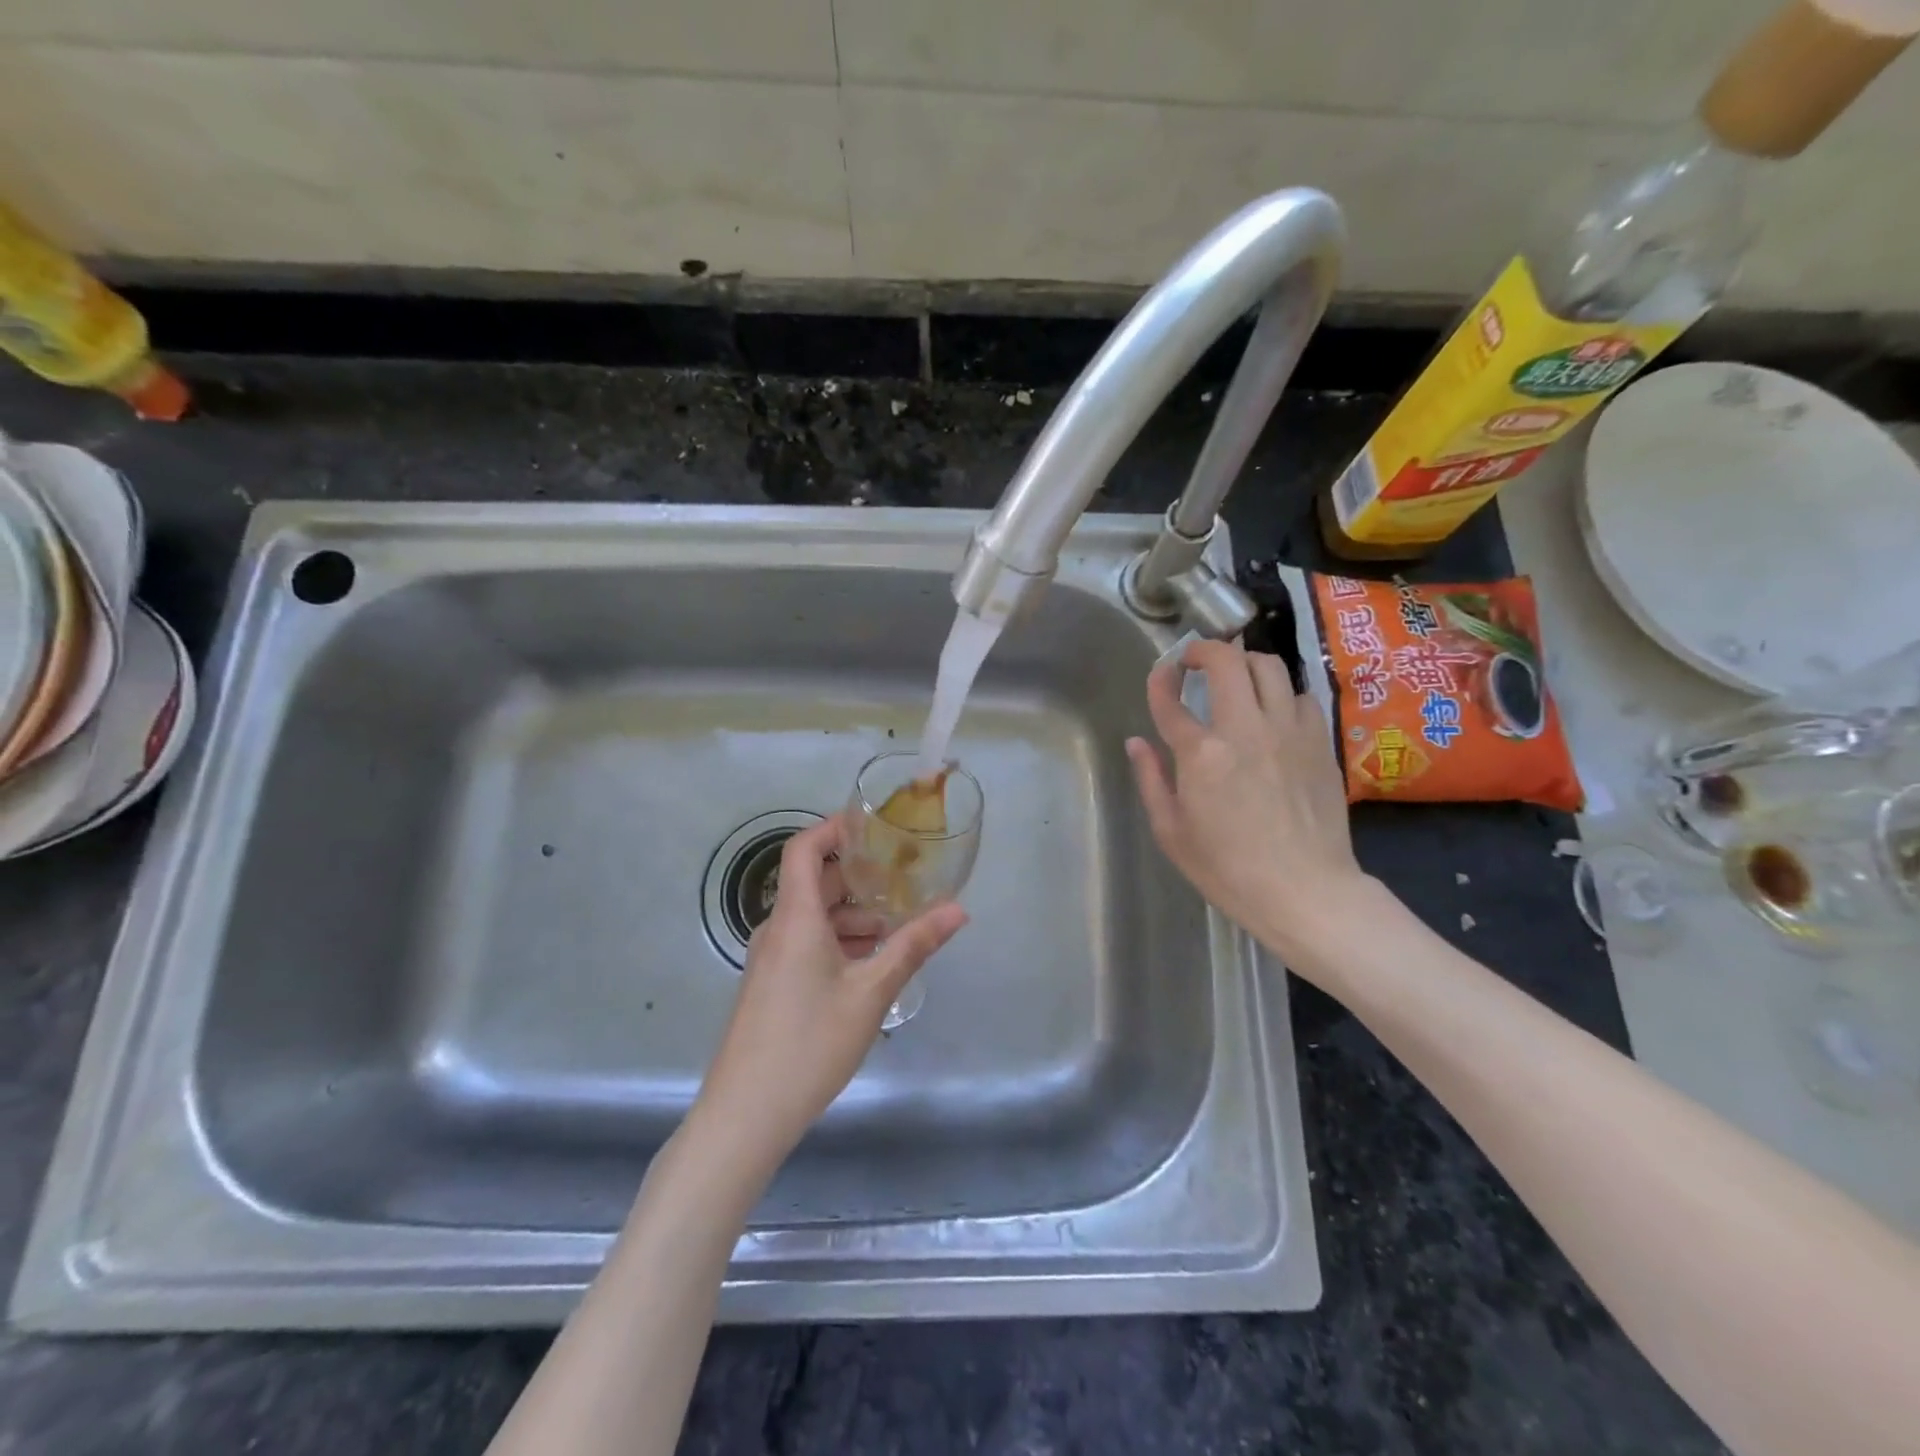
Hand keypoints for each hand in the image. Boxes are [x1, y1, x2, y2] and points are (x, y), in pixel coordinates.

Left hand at [691, 814, 967, 1176]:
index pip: (804, 849)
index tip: (874, 825)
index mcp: (795, 918)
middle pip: (816, 883)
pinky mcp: (772, 985)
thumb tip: (958, 909)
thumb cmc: (809, 1043)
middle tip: (906, 877)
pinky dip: (840, 941)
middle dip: (860, 877)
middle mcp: (778, 929)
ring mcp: (771, 959)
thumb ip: (914, 946)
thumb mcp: (871, 993)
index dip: (834, 828)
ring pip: (815, 918)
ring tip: (900, 927)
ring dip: (855, 915)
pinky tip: (872, 964)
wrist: (744, 1115)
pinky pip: (808, 944)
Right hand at [1126, 640, 1372, 967]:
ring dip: (1245, 663)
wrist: (1305, 890)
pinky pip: (1300, 694)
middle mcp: (1245, 728)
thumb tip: (1136, 743)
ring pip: (1269, 665)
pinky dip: (1281, 693)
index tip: (1160, 675)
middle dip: (1204, 650)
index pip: (1171, 698)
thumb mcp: (1171, 831)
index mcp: (1201, 754)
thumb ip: (1150, 779)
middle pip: (1226, 661)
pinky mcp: (1319, 740)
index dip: (1160, 679)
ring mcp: (1288, 730)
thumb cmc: (1228, 869)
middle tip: (1194, 660)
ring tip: (1235, 678)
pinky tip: (1273, 713)